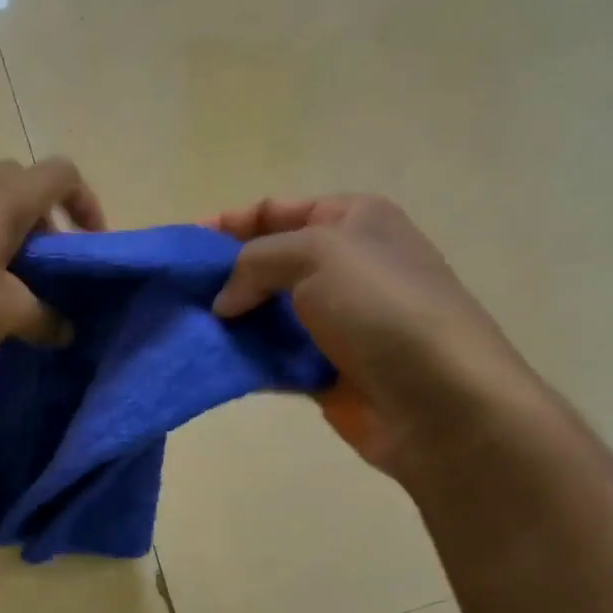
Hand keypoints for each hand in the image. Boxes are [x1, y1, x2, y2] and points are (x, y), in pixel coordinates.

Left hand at [0, 157, 106, 353]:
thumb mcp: (5, 314)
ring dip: (9, 232)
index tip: (89, 244)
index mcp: (6, 194)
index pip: (63, 174)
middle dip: (46, 223)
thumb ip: (45, 319)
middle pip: (26, 185)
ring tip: (8, 279)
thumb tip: (65, 330)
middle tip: (47, 267)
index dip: (87, 203)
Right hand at [209, 195, 541, 477]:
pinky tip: (209, 363)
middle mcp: (343, 265)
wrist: (438, 401)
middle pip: (264, 263)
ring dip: (226, 321)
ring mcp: (334, 321)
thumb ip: (254, 262)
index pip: (274, 210)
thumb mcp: (315, 254)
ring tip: (182, 330)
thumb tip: (224, 302)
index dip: (225, 224)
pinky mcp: (322, 368)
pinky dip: (242, 359)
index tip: (179, 246)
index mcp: (351, 221)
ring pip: (263, 313)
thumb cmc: (381, 308)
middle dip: (219, 276)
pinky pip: (270, 357)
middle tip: (174, 294)